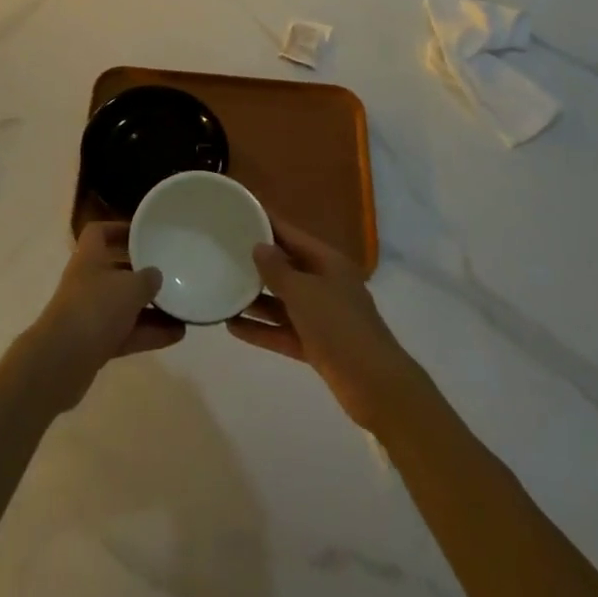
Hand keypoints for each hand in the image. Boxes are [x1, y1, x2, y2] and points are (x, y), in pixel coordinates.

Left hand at [17, 222, 184, 412]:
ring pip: (124, 306)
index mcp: (89, 257)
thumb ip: (147, 278)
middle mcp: (87, 282)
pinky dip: (149, 333)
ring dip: (151, 309)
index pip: (99, 232)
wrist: (62, 360)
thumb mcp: (129, 287)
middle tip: (169, 274)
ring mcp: (90, 314)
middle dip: (142, 274)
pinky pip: (127, 333)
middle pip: (116, 270)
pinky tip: (176, 335)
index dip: (119, 229)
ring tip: (182, 309)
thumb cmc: (95, 308)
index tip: (143, 234)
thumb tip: (155, 275)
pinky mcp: (95, 343)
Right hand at [226, 216, 428, 430]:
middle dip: (257, 262)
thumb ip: (277, 269)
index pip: (292, 234)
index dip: (267, 222)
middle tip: (223, 251)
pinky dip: (261, 329)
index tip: (240, 210)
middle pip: (286, 267)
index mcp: (327, 262)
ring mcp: (321, 316)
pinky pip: (282, 330)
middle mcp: (325, 284)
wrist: (375, 386)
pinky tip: (232, 326)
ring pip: (282, 301)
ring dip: (255, 299)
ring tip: (222, 289)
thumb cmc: (339, 326)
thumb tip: (259, 246)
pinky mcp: (316, 345)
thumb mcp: (303, 292)